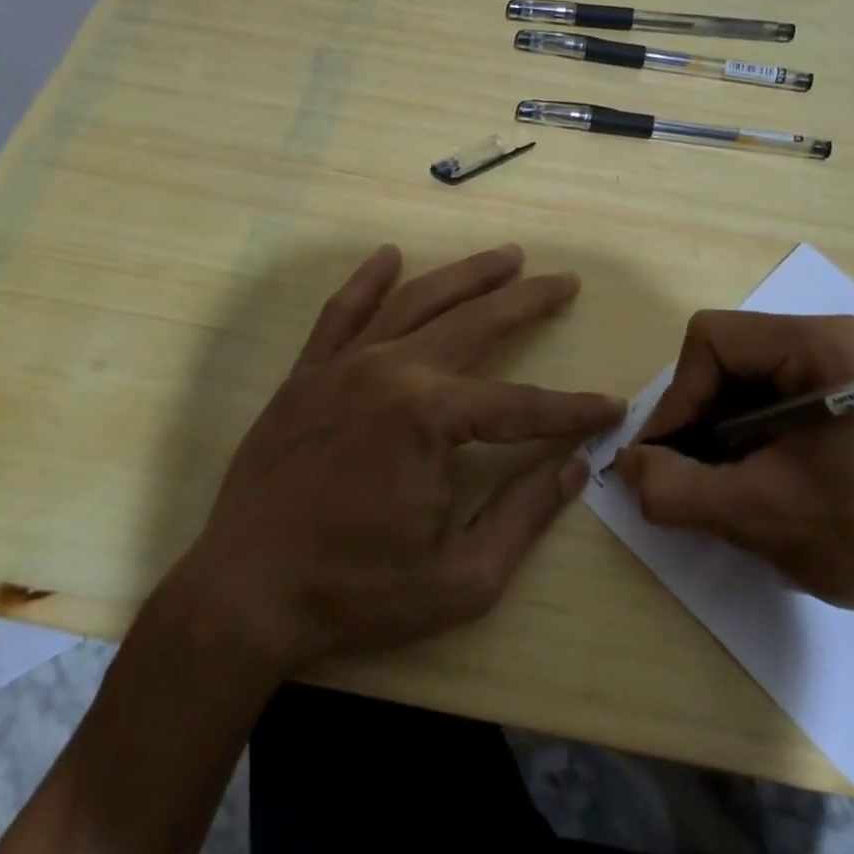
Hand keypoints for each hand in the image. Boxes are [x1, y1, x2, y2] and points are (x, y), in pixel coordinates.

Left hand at [175, 243, 625, 675]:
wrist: (243, 597)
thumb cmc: (357, 593)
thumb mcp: (462, 578)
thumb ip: (525, 515)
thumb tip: (574, 466)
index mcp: (429, 418)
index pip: (521, 405)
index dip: (571, 410)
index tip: (610, 408)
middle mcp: (390, 372)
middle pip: (475, 323)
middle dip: (527, 301)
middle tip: (564, 282)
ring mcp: (343, 367)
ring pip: (416, 302)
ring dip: (466, 275)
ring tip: (507, 256)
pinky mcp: (305, 375)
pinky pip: (341, 313)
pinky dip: (368, 280)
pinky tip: (389, 255)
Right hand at [612, 311, 853, 627]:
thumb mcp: (761, 513)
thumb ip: (677, 488)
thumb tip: (623, 465)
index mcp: (825, 345)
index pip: (713, 340)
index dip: (678, 397)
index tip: (662, 460)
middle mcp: (833, 342)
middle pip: (727, 358)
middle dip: (696, 418)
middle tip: (682, 478)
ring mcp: (842, 371)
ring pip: (743, 383)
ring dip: (716, 434)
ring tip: (713, 488)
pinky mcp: (844, 402)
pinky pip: (769, 404)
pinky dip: (742, 441)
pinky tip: (746, 485)